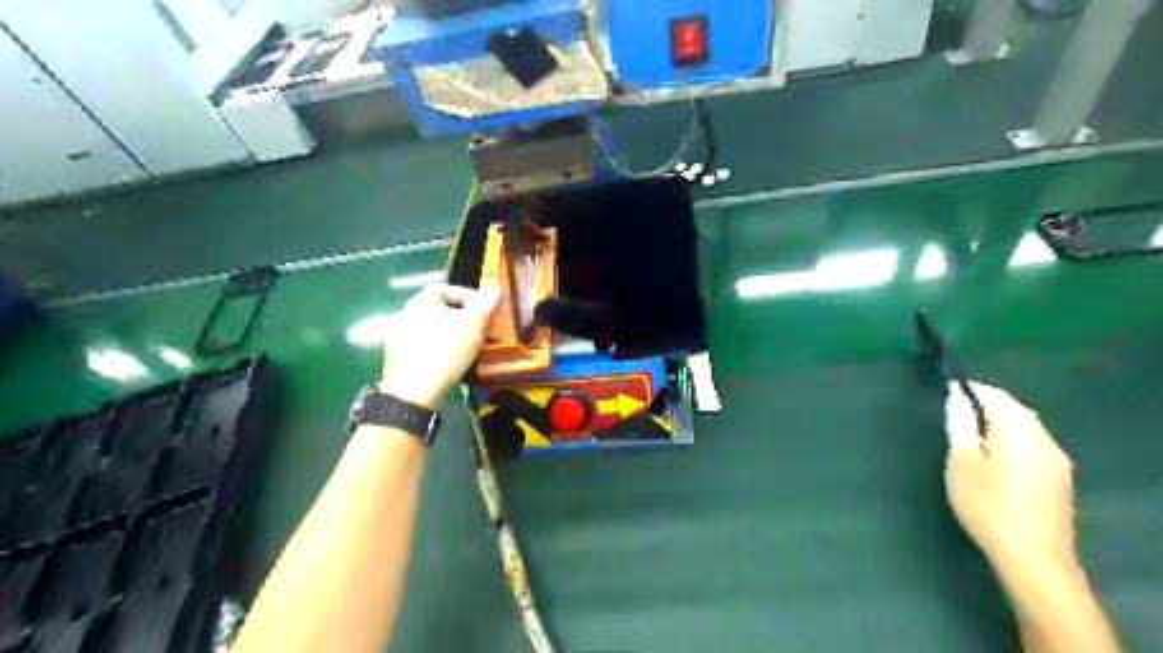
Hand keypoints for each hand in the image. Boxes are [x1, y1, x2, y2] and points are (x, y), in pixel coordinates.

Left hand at [379, 282, 494, 409]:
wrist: (414, 391)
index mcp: (421, 300)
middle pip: (437, 309)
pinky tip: (449, 362)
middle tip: (477, 328)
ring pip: (429, 328)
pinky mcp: (395, 358)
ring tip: (466, 347)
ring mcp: (397, 336)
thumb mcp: (473, 325)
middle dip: (459, 317)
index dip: (466, 295)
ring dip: (447, 334)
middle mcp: (405, 313)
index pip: (445, 288)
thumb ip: (485, 305)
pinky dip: (436, 349)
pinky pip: (421, 346)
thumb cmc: (446, 350)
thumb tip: (495, 288)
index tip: (482, 309)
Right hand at [939, 380, 1074, 572]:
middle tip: (954, 414)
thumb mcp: (961, 463)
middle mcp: (1044, 440)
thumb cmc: (987, 506)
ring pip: (1027, 428)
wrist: (1034, 557)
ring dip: (1000, 423)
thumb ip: (960, 427)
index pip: (995, 396)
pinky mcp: (1060, 479)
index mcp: (1019, 432)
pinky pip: (1034, 445)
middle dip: (986, 405)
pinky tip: (996, 459)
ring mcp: (1057, 460)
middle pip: (1015, 410)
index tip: (946, 391)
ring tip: (971, 436)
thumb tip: (957, 399)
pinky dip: (1012, 440)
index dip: (970, 389)